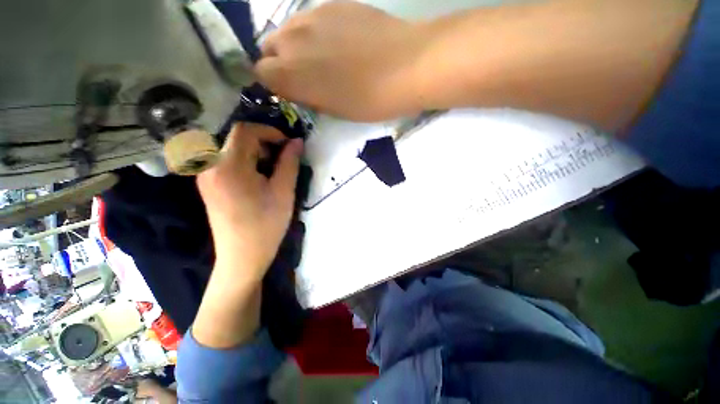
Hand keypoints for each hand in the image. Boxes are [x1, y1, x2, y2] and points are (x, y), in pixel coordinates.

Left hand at [197, 123, 302, 281]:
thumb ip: (290, 162)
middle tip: (283, 161)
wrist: (242, 257)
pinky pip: (226, 162)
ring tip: (273, 171)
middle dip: (264, 144)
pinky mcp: (208, 185)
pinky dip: (246, 162)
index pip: (245, 131)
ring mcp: (206, 176)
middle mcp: (210, 166)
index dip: (270, 132)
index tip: (288, 145)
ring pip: (232, 149)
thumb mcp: (283, 191)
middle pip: (237, 139)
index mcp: (229, 166)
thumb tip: (297, 141)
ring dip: (256, 153)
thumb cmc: (266, 225)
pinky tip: (258, 179)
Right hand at [256, 1, 426, 120]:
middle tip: (305, 74)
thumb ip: (309, 95)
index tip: (290, 90)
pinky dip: (315, 32)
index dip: (274, 83)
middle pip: (269, 47)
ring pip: (287, 30)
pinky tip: (339, 41)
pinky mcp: (332, 4)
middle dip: (280, 62)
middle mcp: (292, 40)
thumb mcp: (335, 110)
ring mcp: (311, 16)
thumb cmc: (369, 100)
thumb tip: (300, 87)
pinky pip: (311, 19)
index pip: (261, 74)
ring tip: (322, 57)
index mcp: (291, 74)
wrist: (405, 66)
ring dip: (296, 45)